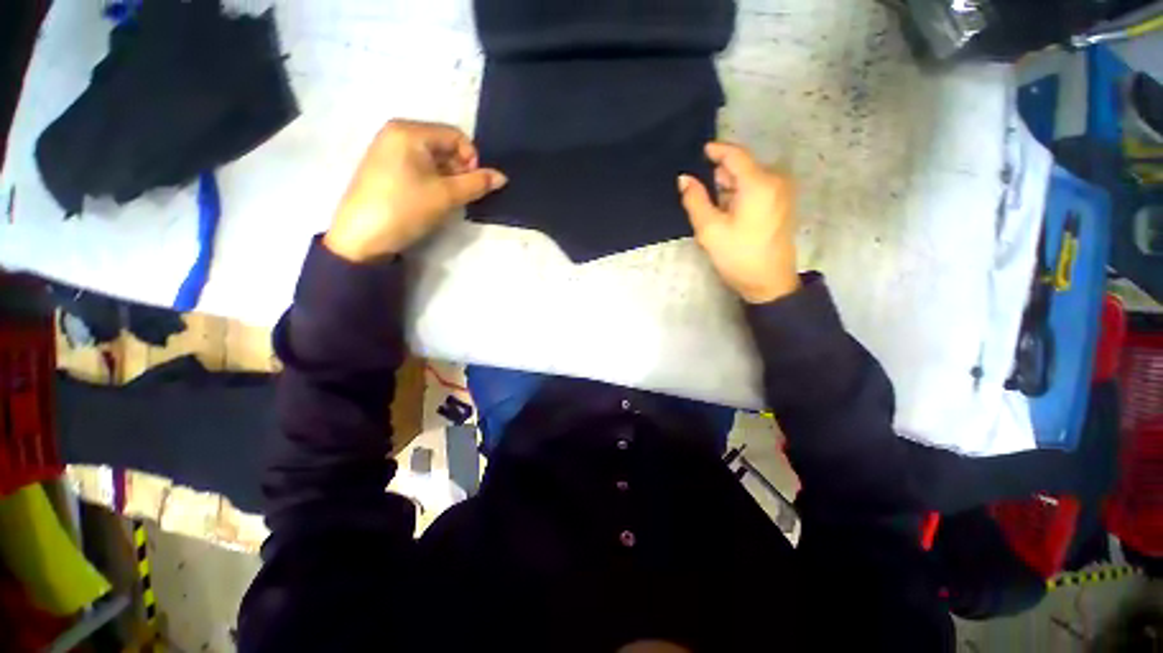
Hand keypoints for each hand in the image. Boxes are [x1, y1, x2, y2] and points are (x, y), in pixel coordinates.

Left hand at [324, 120, 506, 261]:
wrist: (362, 236)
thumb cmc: (406, 208)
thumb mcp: (447, 196)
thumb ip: (477, 184)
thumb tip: (502, 177)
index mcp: (410, 131)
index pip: (456, 136)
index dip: (471, 160)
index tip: (472, 185)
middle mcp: (397, 132)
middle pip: (444, 145)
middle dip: (459, 170)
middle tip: (460, 195)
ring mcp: (388, 149)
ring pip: (433, 158)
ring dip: (447, 178)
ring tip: (445, 200)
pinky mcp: (385, 167)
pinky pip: (419, 166)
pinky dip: (432, 181)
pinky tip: (430, 199)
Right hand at [678, 142, 799, 303]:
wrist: (769, 282)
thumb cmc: (738, 256)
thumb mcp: (710, 229)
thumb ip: (695, 200)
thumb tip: (684, 178)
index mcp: (759, 183)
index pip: (735, 155)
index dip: (716, 150)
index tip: (699, 151)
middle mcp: (775, 180)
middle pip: (742, 168)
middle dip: (719, 178)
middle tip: (699, 198)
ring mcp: (782, 192)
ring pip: (748, 179)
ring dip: (728, 189)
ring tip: (713, 212)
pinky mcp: (782, 204)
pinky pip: (757, 190)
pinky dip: (739, 196)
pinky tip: (728, 216)